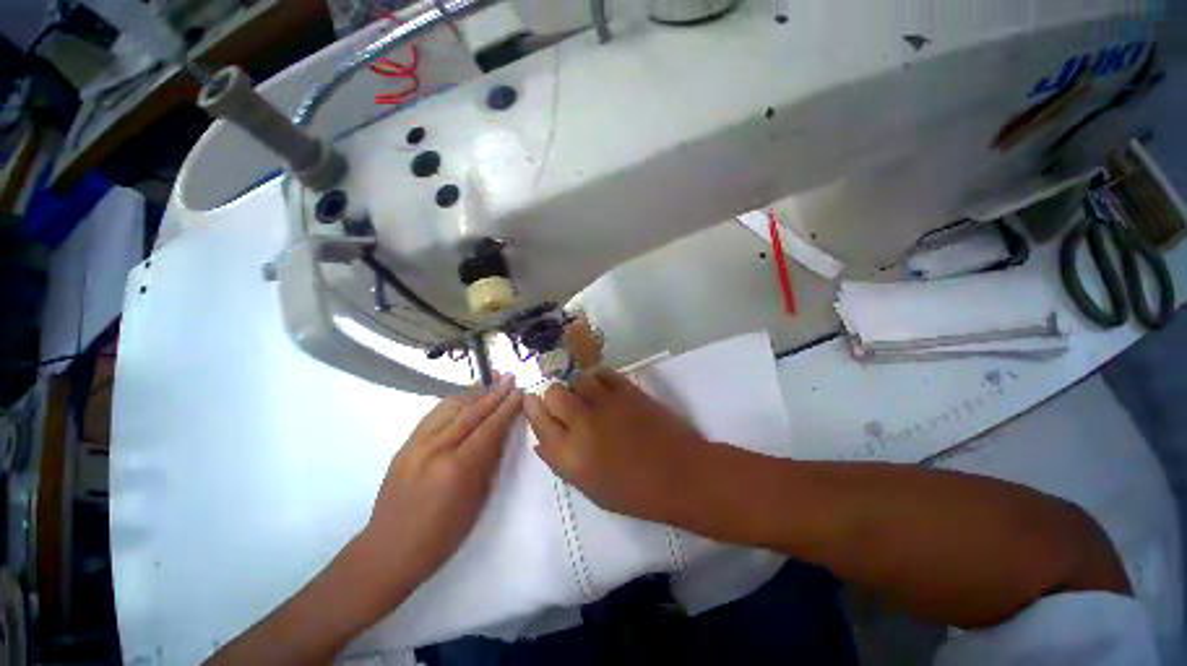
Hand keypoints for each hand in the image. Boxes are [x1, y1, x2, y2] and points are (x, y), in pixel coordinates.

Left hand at [362, 375, 522, 600]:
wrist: (390, 549)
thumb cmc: (442, 534)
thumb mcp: (476, 500)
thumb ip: (489, 461)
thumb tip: (500, 433)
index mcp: (458, 467)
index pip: (489, 427)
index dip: (507, 408)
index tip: (520, 392)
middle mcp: (436, 448)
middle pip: (471, 412)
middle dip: (494, 393)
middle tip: (509, 377)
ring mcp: (417, 444)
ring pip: (450, 407)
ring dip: (474, 391)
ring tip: (490, 379)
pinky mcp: (405, 444)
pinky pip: (433, 415)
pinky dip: (453, 401)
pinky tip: (464, 396)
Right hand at [525, 368, 713, 524]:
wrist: (680, 474)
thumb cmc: (634, 492)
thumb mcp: (589, 487)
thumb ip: (560, 461)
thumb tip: (540, 440)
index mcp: (570, 455)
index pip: (538, 421)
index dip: (532, 409)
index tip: (532, 403)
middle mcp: (583, 425)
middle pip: (553, 393)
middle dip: (553, 396)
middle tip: (563, 404)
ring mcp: (607, 404)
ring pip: (578, 379)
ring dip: (577, 386)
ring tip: (586, 396)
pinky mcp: (628, 391)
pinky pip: (604, 373)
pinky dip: (598, 378)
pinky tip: (603, 387)